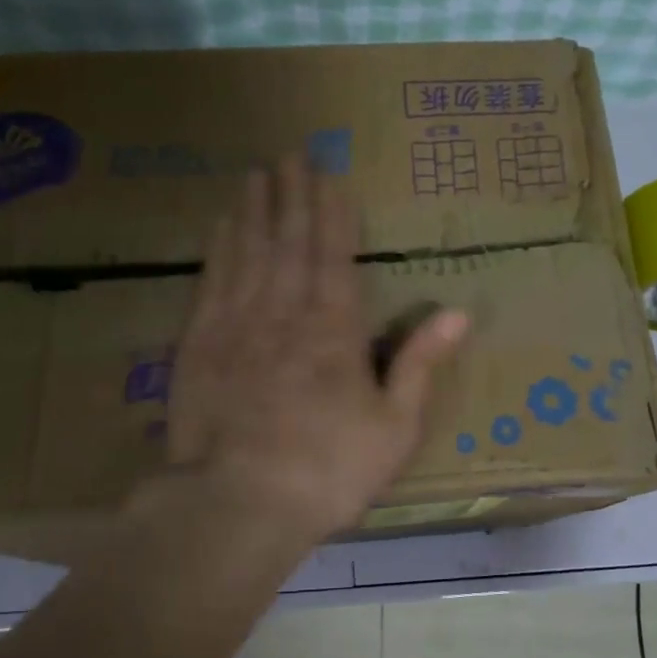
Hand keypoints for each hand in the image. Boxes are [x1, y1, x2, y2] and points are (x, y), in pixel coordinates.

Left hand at [163, 155, 468, 541]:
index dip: (333, 212)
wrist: (237, 504)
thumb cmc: (328, 471)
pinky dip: (218, 250)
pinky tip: (220, 227)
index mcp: (335, 330)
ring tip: (256, 174)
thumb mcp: (394, 427)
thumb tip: (458, 313)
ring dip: (253, 210)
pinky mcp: (198, 344)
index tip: (329, 174)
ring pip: (247, 252)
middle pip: (289, 241)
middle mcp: (285, 312)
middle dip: (292, 195)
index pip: (335, 255)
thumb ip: (420, 364)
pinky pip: (211, 282)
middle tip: (289, 154)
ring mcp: (237, 324)